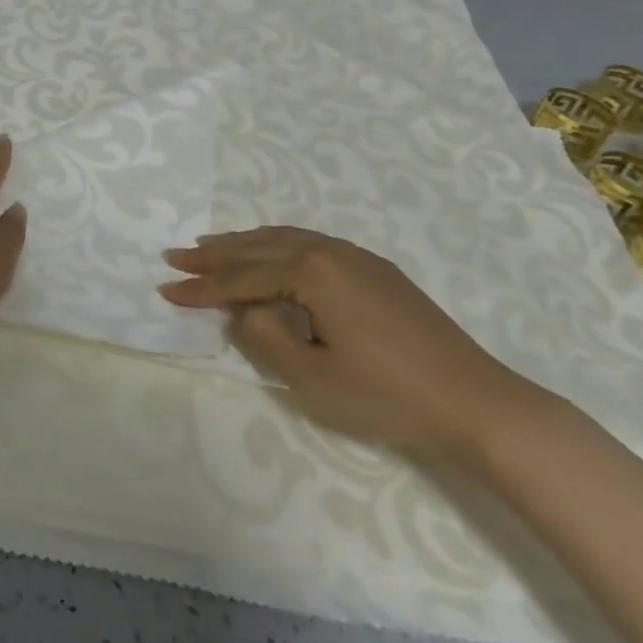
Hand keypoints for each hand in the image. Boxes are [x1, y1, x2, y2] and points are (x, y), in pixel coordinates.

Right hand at [160, 226, 536, 456]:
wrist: (476, 402)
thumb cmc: (388, 396)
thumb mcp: (313, 378)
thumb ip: (266, 337)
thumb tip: (247, 309)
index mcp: (312, 272)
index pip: (243, 279)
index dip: (202, 287)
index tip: (166, 288)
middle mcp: (331, 250)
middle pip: (259, 248)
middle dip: (215, 254)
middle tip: (176, 255)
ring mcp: (357, 256)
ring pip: (286, 240)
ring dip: (245, 244)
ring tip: (211, 245)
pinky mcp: (375, 269)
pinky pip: (311, 245)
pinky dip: (278, 246)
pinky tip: (271, 254)